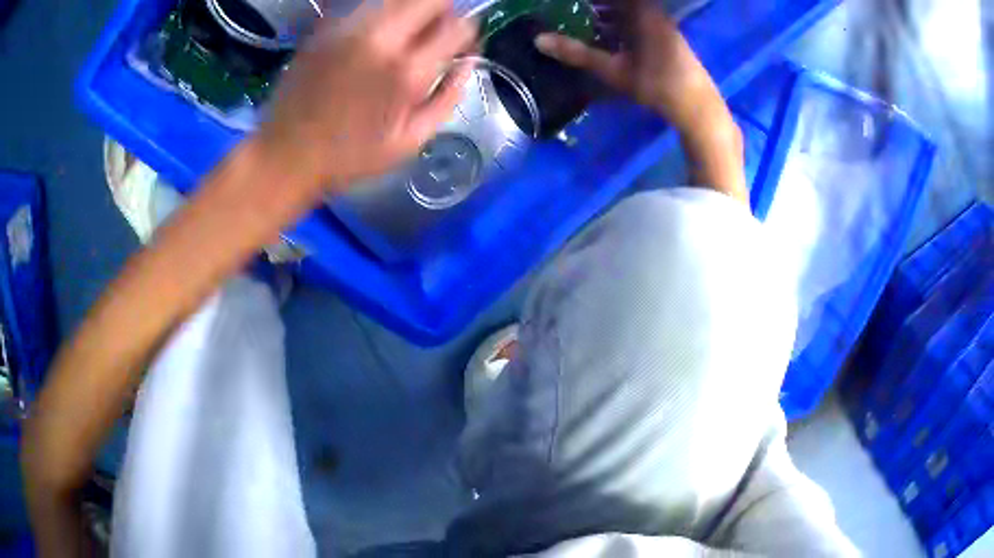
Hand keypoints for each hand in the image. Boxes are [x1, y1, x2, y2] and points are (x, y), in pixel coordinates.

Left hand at [257, 0, 476, 191]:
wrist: (286, 155)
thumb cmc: (349, 156)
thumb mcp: (411, 142)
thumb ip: (448, 98)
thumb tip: (467, 63)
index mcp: (407, 71)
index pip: (459, 26)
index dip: (467, 34)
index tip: (459, 46)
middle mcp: (381, 38)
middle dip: (442, 11)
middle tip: (435, 31)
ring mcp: (349, 28)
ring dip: (411, 10)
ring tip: (404, 34)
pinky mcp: (326, 28)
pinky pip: (366, 6)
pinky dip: (380, 14)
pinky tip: (372, 39)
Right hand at [533, 0, 721, 129]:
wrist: (698, 107)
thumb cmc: (657, 84)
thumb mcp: (614, 69)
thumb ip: (577, 53)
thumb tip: (538, 40)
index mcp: (640, 11)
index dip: (592, 0)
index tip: (565, 2)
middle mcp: (651, 12)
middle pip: (619, 3)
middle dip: (594, 5)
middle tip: (568, 10)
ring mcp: (659, 24)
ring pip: (626, 11)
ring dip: (604, 13)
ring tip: (579, 20)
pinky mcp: (663, 36)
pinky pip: (635, 21)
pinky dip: (616, 24)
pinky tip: (602, 36)